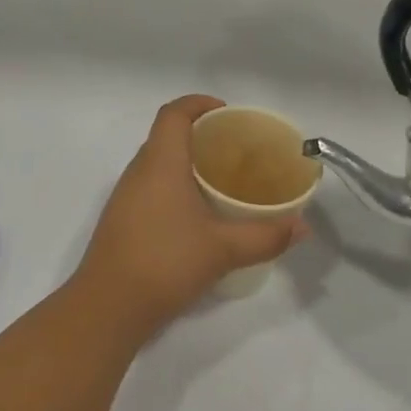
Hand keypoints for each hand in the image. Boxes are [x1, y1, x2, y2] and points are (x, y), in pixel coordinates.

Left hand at [74, 96, 306, 325]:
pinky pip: (151, 188)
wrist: (108, 306)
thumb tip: (302, 227)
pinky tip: (198, 215)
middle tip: (235, 151)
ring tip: (222, 181)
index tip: (227, 114)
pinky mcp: (122, 221)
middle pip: (166, 136)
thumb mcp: (223, 249)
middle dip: (200, 135)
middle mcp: (138, 172)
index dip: (199, 104)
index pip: (174, 114)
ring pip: (157, 164)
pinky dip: (175, 187)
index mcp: (160, 163)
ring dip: (187, 163)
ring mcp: (125, 197)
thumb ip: (266, 236)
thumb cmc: (165, 262)